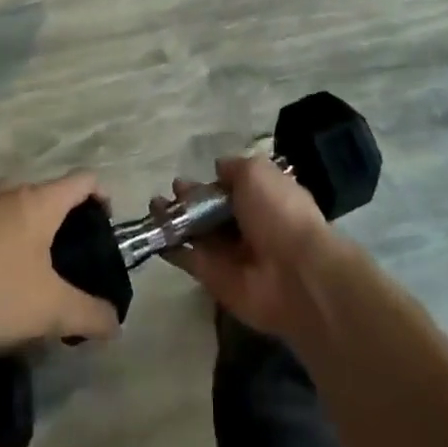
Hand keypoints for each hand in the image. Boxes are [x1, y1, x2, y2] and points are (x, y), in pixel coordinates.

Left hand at [0, 174, 122, 349]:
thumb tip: (116, 322)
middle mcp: (7, 187)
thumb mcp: (51, 311)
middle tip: (56, 258)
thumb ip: (90, 314)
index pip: (83, 180)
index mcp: (39, 201)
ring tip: (13, 265)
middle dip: (53, 220)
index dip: (99, 196)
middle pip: (42, 194)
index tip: (101, 223)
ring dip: (15, 226)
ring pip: (5, 204)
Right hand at [160, 155, 337, 338]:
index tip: (192, 174)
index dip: (212, 181)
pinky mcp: (214, 278)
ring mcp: (229, 253)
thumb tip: (218, 168)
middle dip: (190, 199)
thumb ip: (234, 168)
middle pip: (211, 210)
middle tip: (170, 190)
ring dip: (175, 220)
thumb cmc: (278, 212)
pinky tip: (154, 235)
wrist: (293, 274)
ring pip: (197, 233)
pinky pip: (189, 259)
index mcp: (263, 197)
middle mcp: (246, 224)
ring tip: (154, 206)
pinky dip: (172, 249)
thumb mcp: (257, 172)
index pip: (232, 187)